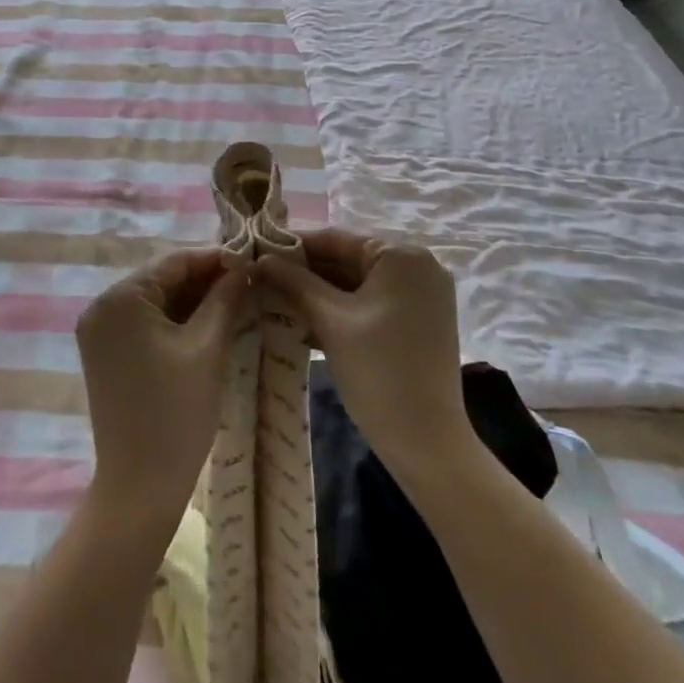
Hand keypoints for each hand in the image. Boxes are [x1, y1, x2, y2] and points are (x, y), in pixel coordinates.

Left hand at [76, 248, 248, 530]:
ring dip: (193, 301)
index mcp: (120, 298)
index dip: (215, 258)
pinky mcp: (106, 354)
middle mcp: (101, 307)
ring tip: (237, 300)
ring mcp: (99, 332)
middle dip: (205, 280)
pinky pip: (145, 324)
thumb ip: (225, 298)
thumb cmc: (177, 412)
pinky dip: (176, 321)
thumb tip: (244, 266)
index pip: (174, 262)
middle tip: (249, 281)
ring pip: (156, 302)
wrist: (140, 486)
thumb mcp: (208, 347)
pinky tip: (210, 323)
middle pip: (162, 280)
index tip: (252, 258)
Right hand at [255, 229, 474, 483]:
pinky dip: (341, 310)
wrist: (427, 443)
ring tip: (273, 299)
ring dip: (319, 293)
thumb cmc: (378, 372)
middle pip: (348, 259)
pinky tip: (303, 320)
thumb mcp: (330, 321)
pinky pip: (372, 302)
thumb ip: (295, 283)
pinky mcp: (419, 320)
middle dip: (305, 272)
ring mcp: (422, 295)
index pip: (336, 239)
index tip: (256, 253)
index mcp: (402, 255)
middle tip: (260, 279)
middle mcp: (418, 266)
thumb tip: (261, 259)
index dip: (292, 246)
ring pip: (358, 283)